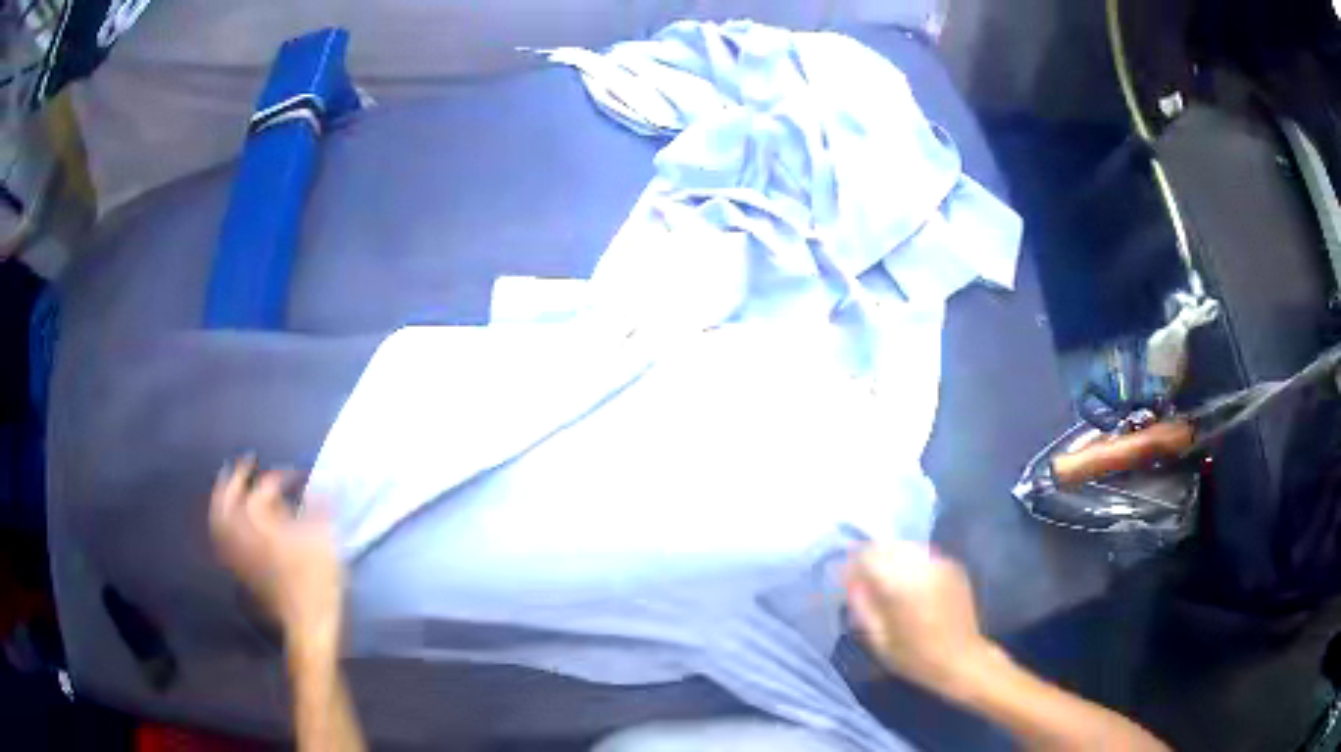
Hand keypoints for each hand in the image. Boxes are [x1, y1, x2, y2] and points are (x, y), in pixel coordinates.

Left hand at [209, 457, 343, 647]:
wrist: (307, 624)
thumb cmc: (316, 580)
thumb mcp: (324, 538)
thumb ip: (320, 506)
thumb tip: (324, 481)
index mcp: (260, 520)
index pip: (266, 487)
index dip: (283, 475)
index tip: (300, 474)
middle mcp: (242, 532)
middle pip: (228, 497)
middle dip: (236, 476)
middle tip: (245, 461)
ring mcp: (239, 552)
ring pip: (220, 518)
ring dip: (223, 498)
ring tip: (229, 485)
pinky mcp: (241, 569)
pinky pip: (224, 539)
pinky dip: (223, 524)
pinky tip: (230, 522)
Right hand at [844, 542, 992, 700]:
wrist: (963, 659)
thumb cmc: (916, 658)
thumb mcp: (880, 641)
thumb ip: (863, 607)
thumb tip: (851, 582)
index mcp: (902, 586)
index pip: (868, 557)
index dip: (852, 563)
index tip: (845, 577)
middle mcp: (923, 567)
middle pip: (888, 546)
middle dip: (871, 557)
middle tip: (862, 578)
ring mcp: (941, 564)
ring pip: (906, 547)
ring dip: (891, 557)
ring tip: (884, 579)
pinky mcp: (953, 566)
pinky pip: (923, 554)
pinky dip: (910, 561)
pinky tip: (908, 581)